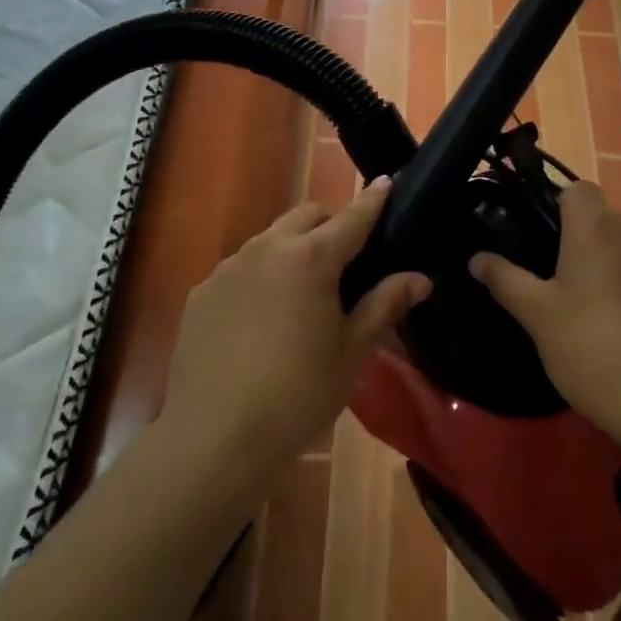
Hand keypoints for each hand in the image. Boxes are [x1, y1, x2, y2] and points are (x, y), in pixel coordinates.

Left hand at [161, 178, 430, 477]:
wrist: (214, 439)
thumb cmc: (299, 394)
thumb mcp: (352, 352)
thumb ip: (384, 305)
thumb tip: (419, 278)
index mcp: (311, 259)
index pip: (352, 217)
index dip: (373, 200)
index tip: (388, 181)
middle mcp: (267, 249)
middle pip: (307, 216)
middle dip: (329, 225)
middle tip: (344, 263)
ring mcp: (228, 269)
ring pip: (270, 240)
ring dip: (292, 250)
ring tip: (300, 296)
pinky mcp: (201, 293)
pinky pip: (239, 270)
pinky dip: (259, 278)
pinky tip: (260, 322)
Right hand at [469, 180, 620, 447]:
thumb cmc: (594, 348)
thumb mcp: (538, 316)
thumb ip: (505, 279)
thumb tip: (476, 258)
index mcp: (598, 225)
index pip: (574, 189)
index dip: (554, 207)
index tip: (537, 241)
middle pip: (600, 217)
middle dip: (577, 240)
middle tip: (552, 281)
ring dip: (605, 262)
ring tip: (586, 307)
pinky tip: (620, 325)